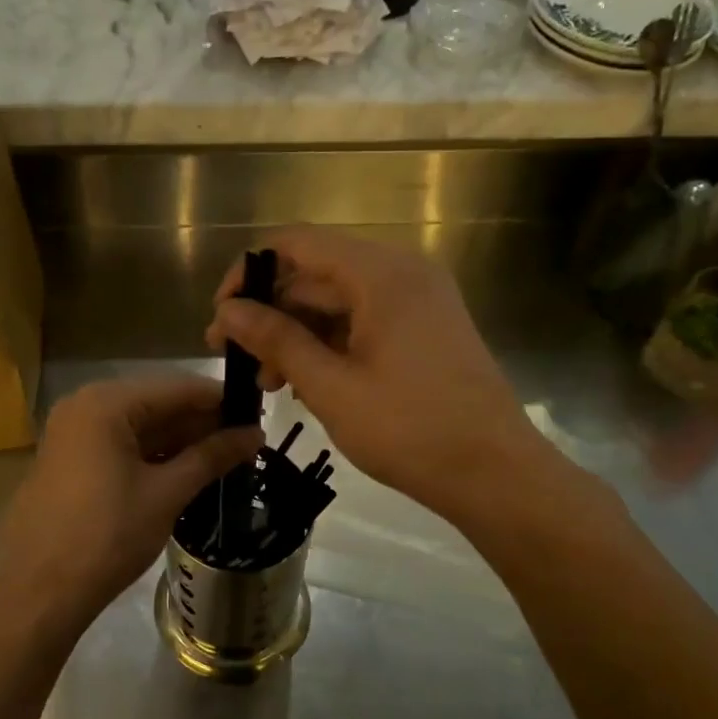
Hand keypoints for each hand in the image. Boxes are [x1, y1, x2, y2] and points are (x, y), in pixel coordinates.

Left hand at [0, 376, 261, 637]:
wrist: (41, 591)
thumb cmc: (108, 536)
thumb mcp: (166, 493)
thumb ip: (212, 456)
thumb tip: (256, 434)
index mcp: (105, 404)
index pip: (177, 389)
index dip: (221, 401)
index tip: (259, 415)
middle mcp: (84, 407)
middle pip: (156, 405)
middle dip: (201, 424)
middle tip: (247, 442)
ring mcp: (71, 434)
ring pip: (138, 427)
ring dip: (179, 442)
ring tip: (225, 459)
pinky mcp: (68, 461)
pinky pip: (119, 446)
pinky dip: (152, 456)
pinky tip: (186, 472)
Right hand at [205, 229, 566, 524]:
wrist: (495, 474)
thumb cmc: (409, 430)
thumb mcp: (331, 386)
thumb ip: (276, 340)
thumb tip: (227, 312)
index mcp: (381, 274)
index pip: (297, 244)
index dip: (249, 273)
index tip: (221, 317)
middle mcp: (403, 273)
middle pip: (317, 275)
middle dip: (271, 314)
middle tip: (238, 362)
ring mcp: (419, 301)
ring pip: (338, 302)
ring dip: (297, 336)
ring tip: (269, 383)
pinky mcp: (426, 329)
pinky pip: (364, 321)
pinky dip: (330, 345)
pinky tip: (306, 382)